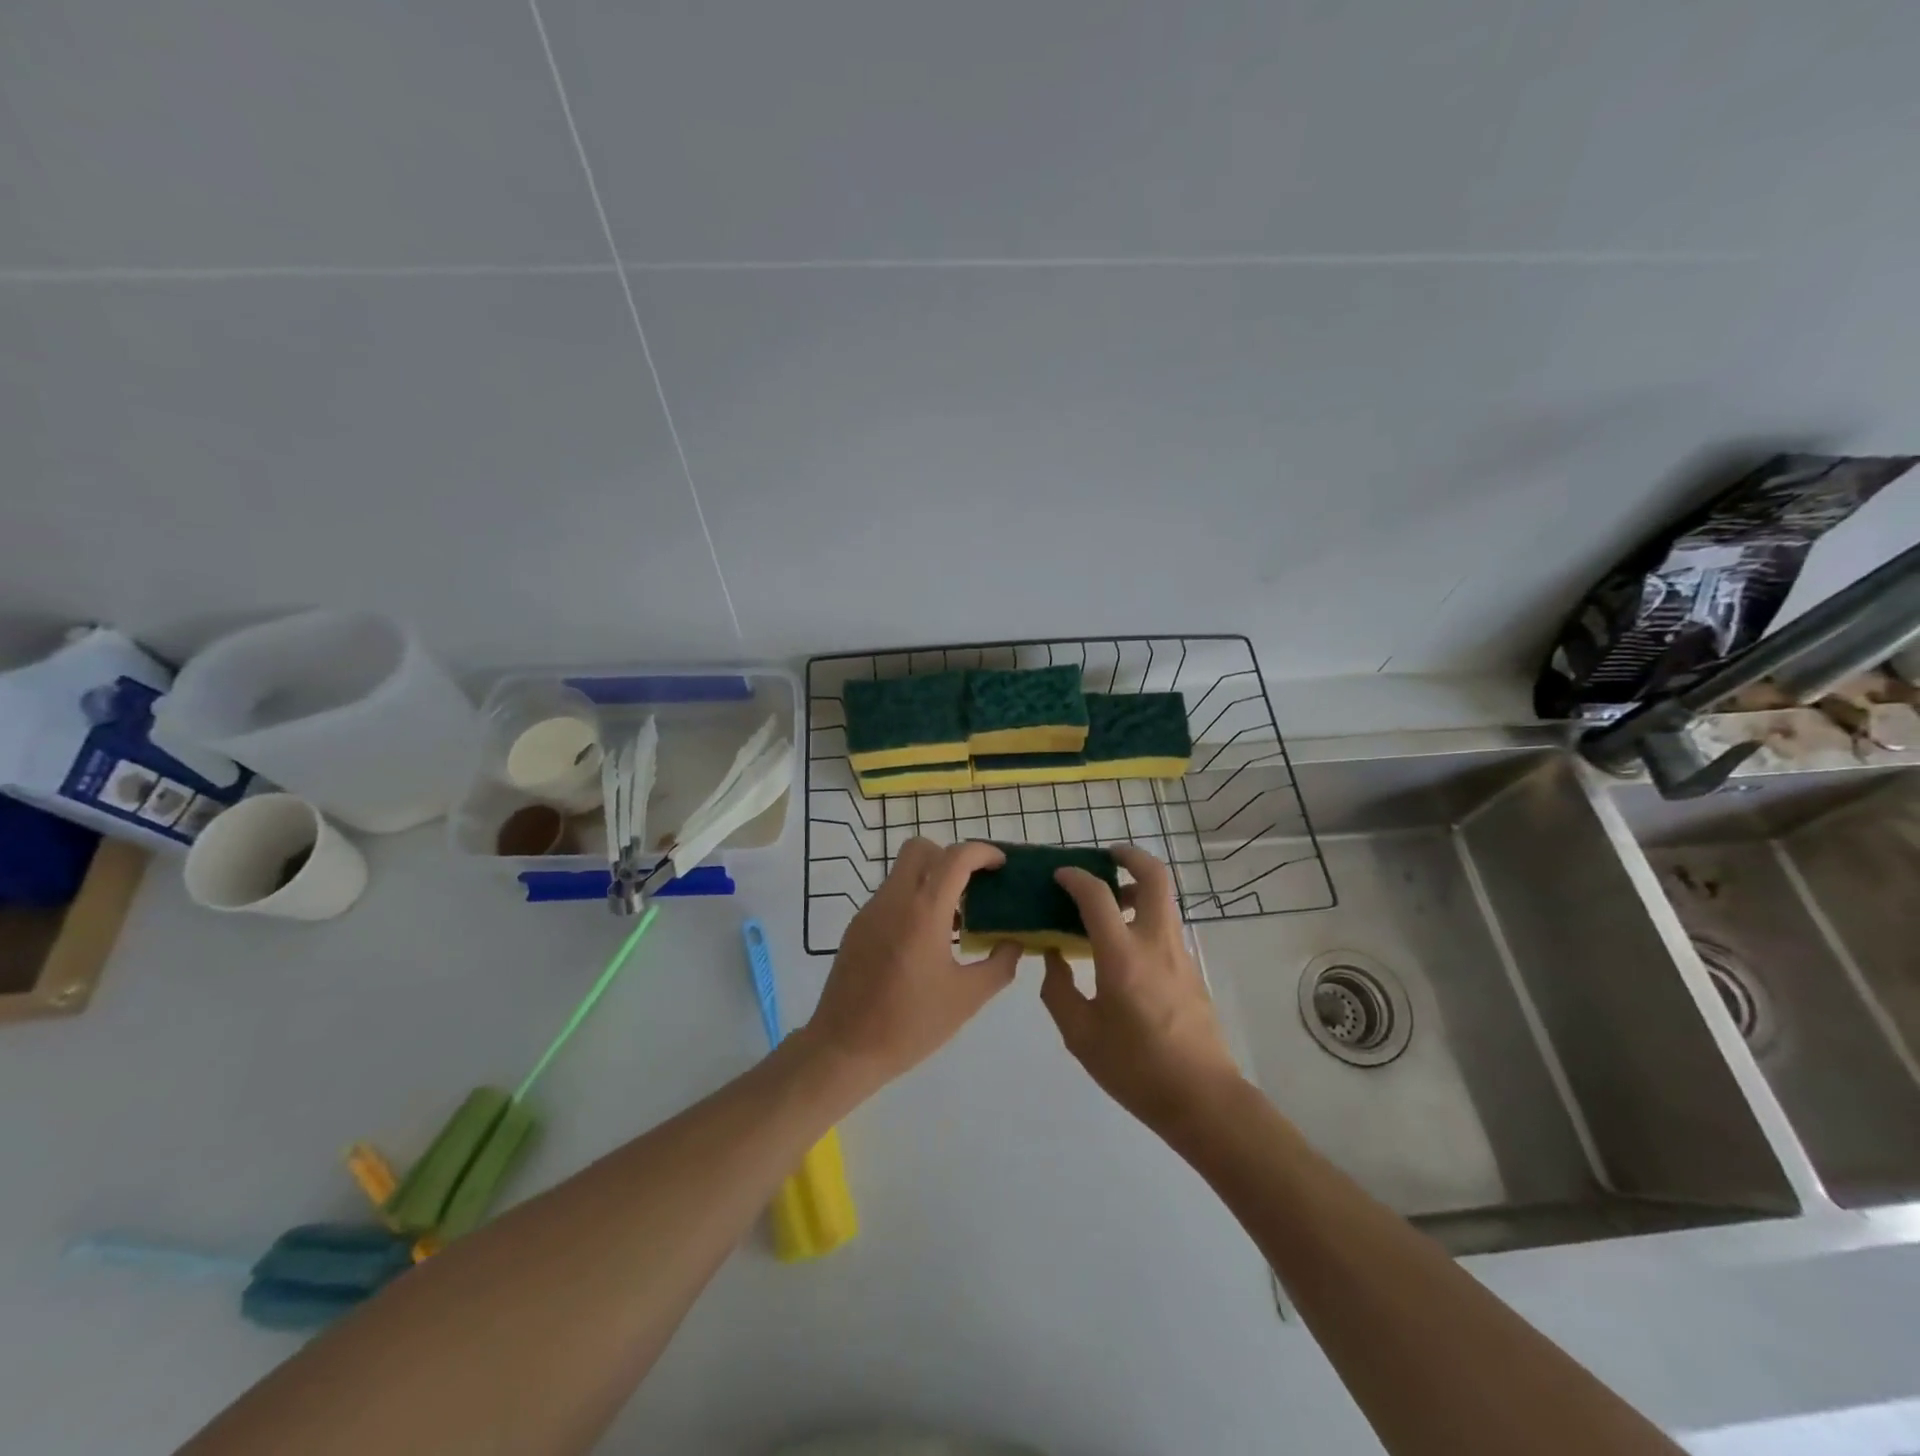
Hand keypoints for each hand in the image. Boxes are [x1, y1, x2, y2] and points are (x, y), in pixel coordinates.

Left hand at [803, 839, 1020, 1092]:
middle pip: (921, 849)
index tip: (1001, 866)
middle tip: (974, 887)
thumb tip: (1014, 942)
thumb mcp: (967, 999)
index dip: (982, 852)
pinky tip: (926, 939)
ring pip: (903, 871)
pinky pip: (890, 895)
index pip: (955, 857)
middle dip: (951, 857)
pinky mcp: (857, 927)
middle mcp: (894, 900)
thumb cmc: (910, 1024)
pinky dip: (913, 899)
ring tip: (955, 919)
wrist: (844, 1048)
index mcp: (923, 911)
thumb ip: (999, 965)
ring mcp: (870, 911)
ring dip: (931, 879)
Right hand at [1039, 844, 1242, 1133]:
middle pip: (1154, 876)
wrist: (1202, 1098)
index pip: (1097, 895)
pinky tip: (1124, 944)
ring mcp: (1179, 953)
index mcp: (1122, 956)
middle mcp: (1156, 942)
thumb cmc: (1135, 1068)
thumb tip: (1052, 957)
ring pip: (1164, 899)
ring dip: (1138, 886)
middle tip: (1105, 857)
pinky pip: (1166, 924)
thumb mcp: (1080, 1035)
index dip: (1075, 877)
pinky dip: (1145, 914)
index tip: (1059, 875)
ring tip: (1110, 902)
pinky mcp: (1191, 968)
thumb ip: (1059, 990)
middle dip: (1129, 856)